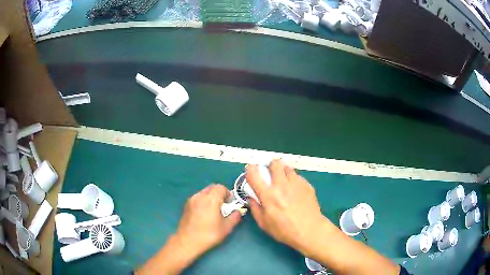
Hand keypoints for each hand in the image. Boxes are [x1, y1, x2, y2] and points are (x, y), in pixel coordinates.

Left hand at [176, 184, 241, 256]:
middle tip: (223, 206)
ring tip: (213, 210)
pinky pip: (198, 198)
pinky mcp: (186, 205)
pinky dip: (203, 201)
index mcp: (211, 199)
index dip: (227, 193)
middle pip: (212, 188)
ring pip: (204, 192)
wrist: (187, 241)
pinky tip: (204, 214)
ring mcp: (191, 200)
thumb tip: (238, 211)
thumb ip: (235, 217)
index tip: (230, 203)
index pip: (221, 187)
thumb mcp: (226, 228)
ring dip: (211, 197)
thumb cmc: (209, 234)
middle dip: (219, 194)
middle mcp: (200, 196)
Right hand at [246, 160, 327, 253]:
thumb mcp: (264, 224)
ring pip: (287, 167)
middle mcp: (282, 185)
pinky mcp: (307, 185)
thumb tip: (251, 198)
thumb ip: (255, 208)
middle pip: (274, 163)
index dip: (250, 169)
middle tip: (270, 174)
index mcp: (268, 195)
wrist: (310, 230)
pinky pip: (298, 176)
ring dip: (282, 171)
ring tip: (283, 181)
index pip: (254, 174)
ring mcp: (296, 183)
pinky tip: (295, 191)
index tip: (251, 171)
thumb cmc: (285, 230)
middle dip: (270, 166)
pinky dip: (293, 180)